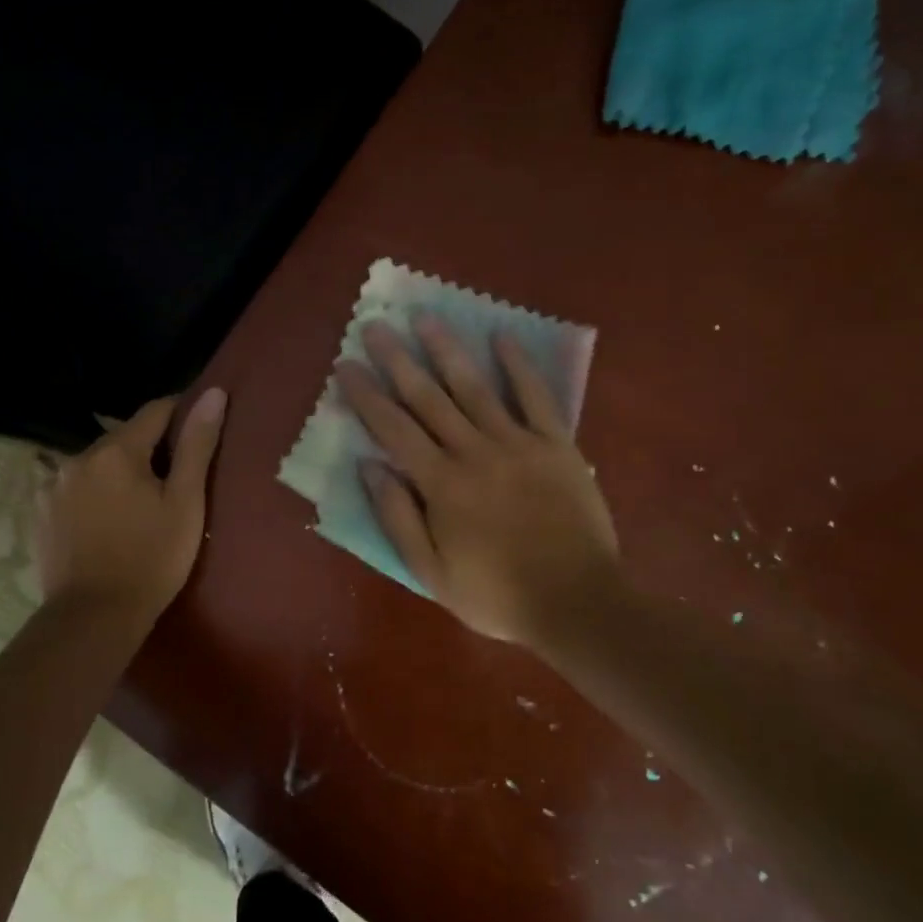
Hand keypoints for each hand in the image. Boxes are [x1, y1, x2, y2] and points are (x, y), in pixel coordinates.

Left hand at [36, 389, 226, 628]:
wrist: (94, 619)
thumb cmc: (151, 559)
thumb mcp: (185, 502)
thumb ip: (198, 444)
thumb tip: (213, 393)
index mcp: (116, 450)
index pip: (155, 411)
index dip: (181, 416)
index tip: (199, 434)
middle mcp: (78, 458)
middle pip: (124, 438)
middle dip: (150, 449)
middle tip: (175, 480)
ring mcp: (54, 486)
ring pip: (99, 463)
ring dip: (120, 471)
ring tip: (141, 503)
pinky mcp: (42, 513)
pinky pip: (77, 488)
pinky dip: (96, 493)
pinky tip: (109, 520)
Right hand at [337, 318, 620, 645]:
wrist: (576, 603)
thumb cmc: (497, 594)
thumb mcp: (431, 572)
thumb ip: (397, 517)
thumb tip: (368, 466)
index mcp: (440, 484)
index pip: (393, 429)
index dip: (366, 395)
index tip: (345, 365)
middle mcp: (473, 452)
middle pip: (428, 398)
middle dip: (397, 360)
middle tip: (375, 326)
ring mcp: (517, 443)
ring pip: (474, 387)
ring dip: (447, 350)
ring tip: (425, 317)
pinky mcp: (556, 444)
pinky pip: (535, 397)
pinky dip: (519, 366)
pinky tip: (503, 337)